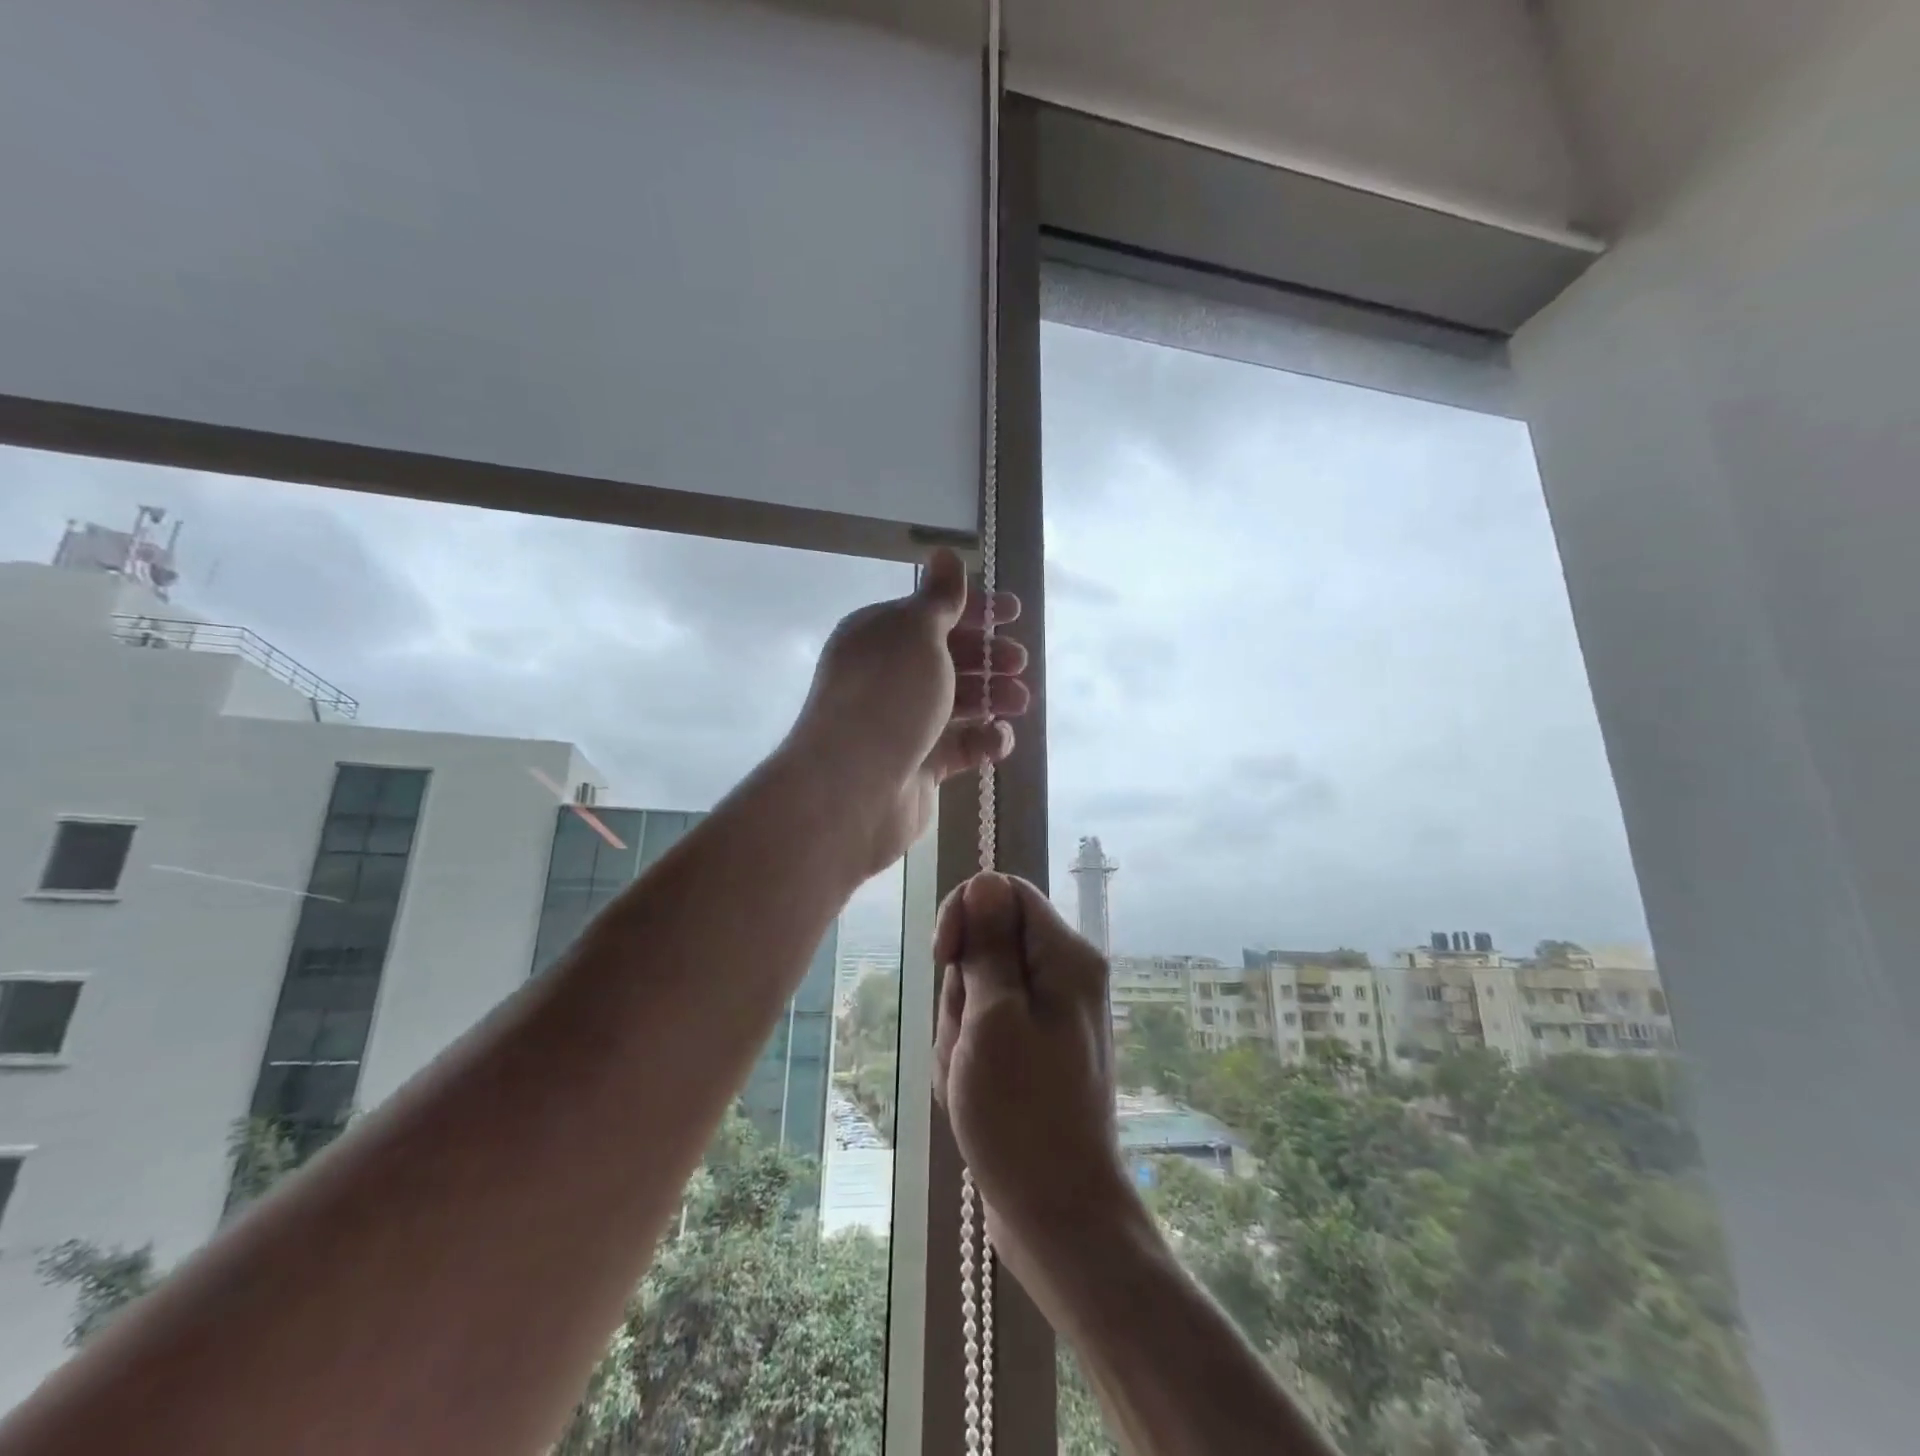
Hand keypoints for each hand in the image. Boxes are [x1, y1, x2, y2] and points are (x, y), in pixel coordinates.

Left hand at [785, 549, 1029, 876]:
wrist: (852, 788)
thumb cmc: (887, 697)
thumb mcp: (916, 634)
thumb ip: (939, 598)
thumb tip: (945, 554)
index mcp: (880, 637)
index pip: (932, 614)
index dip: (975, 610)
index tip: (1015, 612)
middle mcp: (888, 677)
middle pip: (948, 658)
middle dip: (988, 656)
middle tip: (1018, 662)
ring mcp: (903, 723)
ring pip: (958, 703)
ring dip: (992, 697)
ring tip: (1020, 701)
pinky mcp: (918, 766)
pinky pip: (959, 747)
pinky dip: (983, 741)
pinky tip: (998, 740)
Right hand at [933, 874, 1143, 1290]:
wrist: (1058, 1213)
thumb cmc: (1022, 1115)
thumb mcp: (994, 1020)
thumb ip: (989, 947)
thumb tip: (985, 882)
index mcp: (1066, 957)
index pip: (1004, 892)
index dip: (966, 914)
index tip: (945, 958)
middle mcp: (1064, 975)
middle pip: (988, 943)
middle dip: (961, 987)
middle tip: (968, 1042)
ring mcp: (1049, 1014)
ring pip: (979, 987)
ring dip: (960, 1026)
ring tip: (970, 1076)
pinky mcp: (1034, 1047)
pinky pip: (986, 1025)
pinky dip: (968, 1051)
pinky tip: (973, 1091)